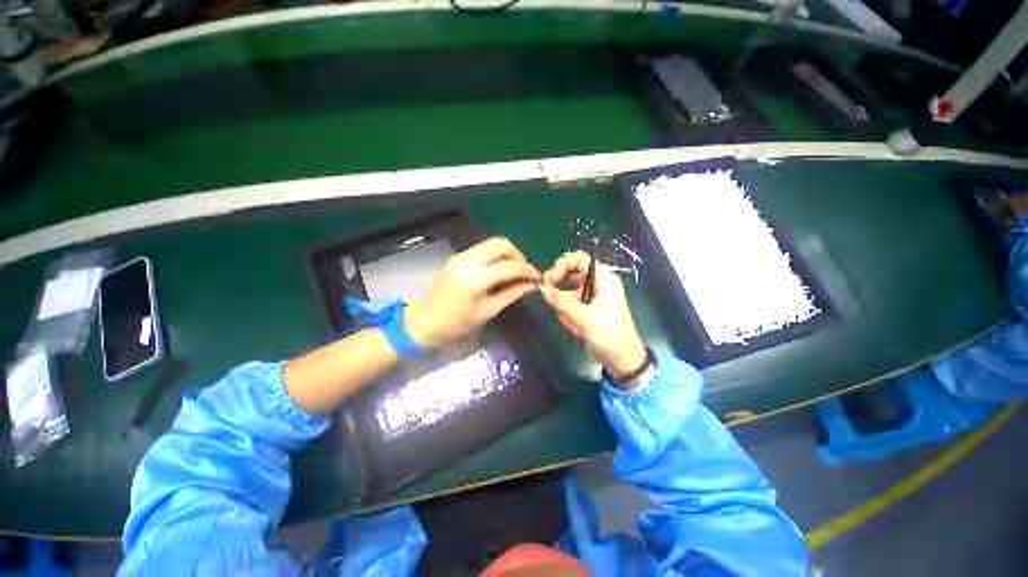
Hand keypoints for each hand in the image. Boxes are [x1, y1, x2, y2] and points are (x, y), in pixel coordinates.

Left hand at [404, 237, 539, 347]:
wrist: (424, 320)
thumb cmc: (457, 323)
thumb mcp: (487, 311)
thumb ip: (511, 294)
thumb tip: (531, 285)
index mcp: (477, 278)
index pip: (511, 266)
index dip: (528, 270)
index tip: (537, 277)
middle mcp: (469, 260)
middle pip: (502, 244)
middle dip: (518, 255)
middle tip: (524, 272)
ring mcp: (461, 255)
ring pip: (492, 243)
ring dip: (507, 253)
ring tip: (513, 270)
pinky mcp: (457, 256)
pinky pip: (482, 248)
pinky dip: (495, 254)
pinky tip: (498, 269)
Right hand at [540, 251, 649, 385]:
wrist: (623, 359)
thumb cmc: (609, 334)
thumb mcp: (584, 317)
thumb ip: (562, 301)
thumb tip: (542, 288)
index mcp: (603, 278)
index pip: (580, 259)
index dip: (563, 263)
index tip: (551, 277)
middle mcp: (597, 283)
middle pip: (571, 272)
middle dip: (559, 284)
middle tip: (546, 292)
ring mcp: (591, 296)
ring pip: (567, 291)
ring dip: (565, 307)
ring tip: (573, 325)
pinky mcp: (586, 308)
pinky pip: (570, 305)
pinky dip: (568, 315)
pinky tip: (576, 329)